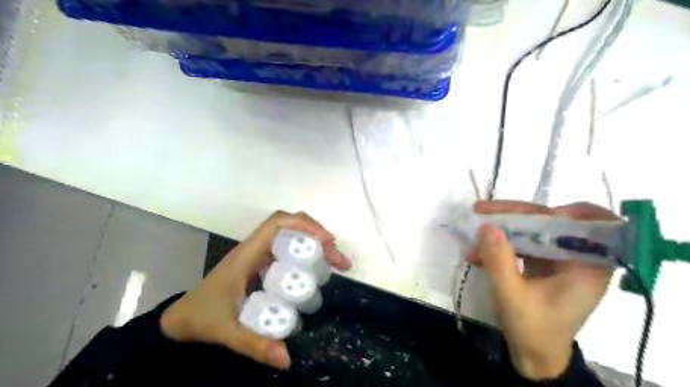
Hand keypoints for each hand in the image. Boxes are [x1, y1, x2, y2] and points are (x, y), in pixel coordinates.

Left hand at [161, 212, 350, 368]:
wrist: (183, 317)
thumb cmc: (203, 316)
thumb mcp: (228, 332)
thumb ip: (255, 344)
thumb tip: (288, 359)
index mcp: (247, 254)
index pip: (277, 224)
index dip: (304, 225)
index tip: (326, 242)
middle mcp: (256, 248)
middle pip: (290, 225)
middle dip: (317, 235)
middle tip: (337, 258)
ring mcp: (260, 254)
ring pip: (291, 235)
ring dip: (315, 243)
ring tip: (336, 262)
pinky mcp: (263, 263)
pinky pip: (289, 249)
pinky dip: (307, 253)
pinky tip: (318, 269)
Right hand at [469, 203, 614, 380]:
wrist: (534, 357)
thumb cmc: (532, 330)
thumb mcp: (512, 296)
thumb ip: (499, 260)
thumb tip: (486, 225)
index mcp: (588, 266)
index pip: (589, 224)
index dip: (564, 211)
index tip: (531, 213)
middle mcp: (578, 258)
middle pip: (552, 222)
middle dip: (516, 215)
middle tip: (482, 210)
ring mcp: (559, 260)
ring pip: (534, 231)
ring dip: (503, 229)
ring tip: (474, 230)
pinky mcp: (543, 265)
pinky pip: (523, 245)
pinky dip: (501, 246)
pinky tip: (477, 253)